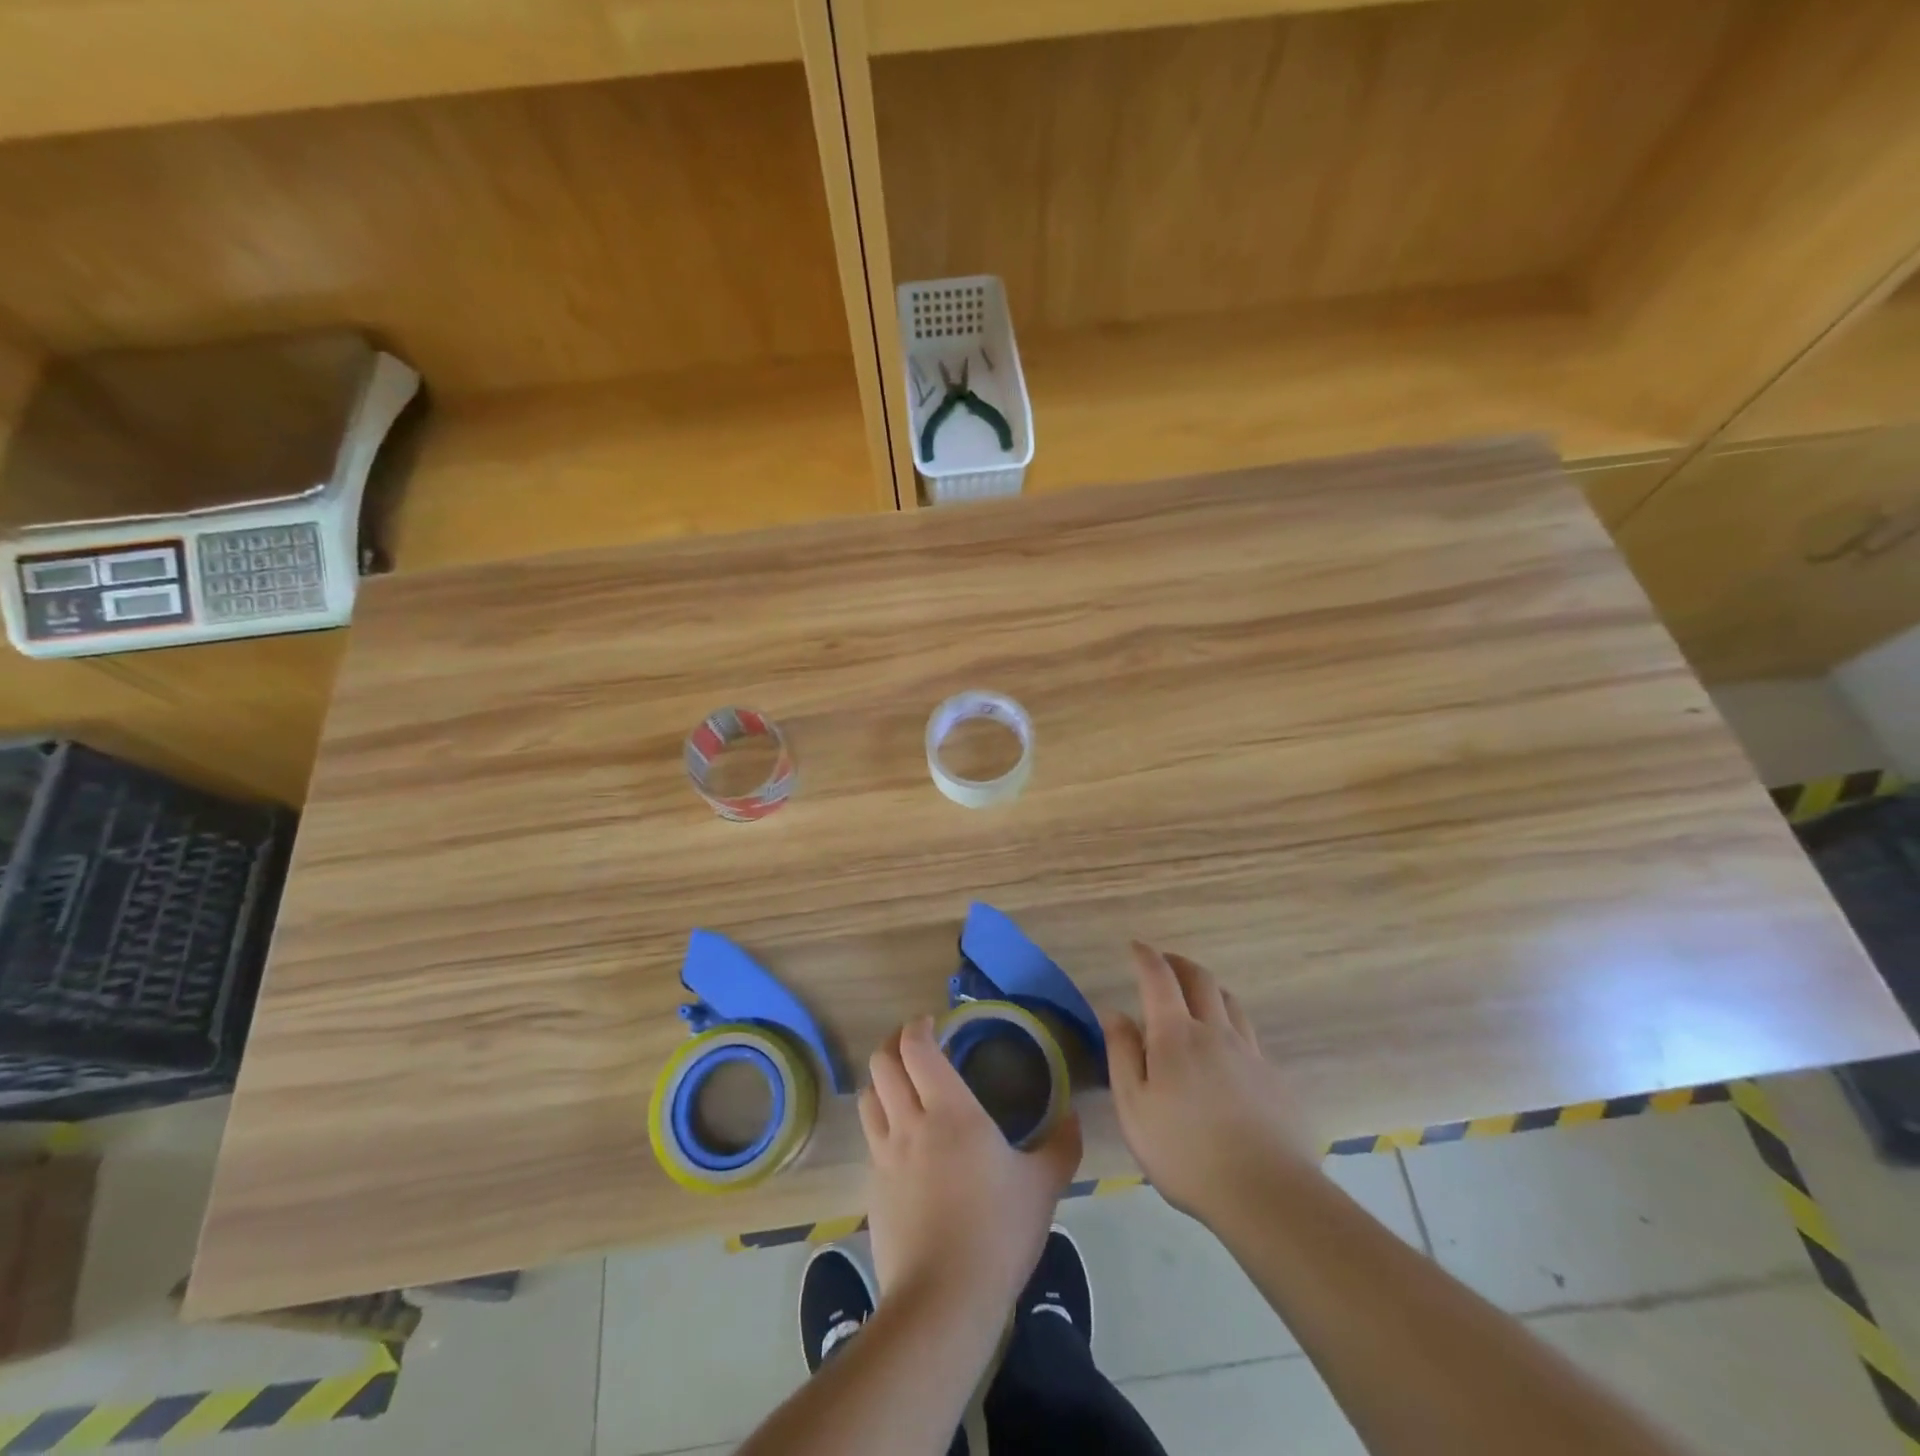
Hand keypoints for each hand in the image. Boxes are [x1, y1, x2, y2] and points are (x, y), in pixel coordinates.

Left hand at [859, 1015, 1082, 1313]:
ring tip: (904, 1086)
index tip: (933, 1023)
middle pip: (882, 1063)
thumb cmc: (998, 1231)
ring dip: (882, 1081)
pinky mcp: (872, 1188)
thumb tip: (1072, 1115)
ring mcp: (884, 1156)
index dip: (918, 1027)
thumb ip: (1061, 1145)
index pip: (917, 1048)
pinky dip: (881, 1123)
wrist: (943, 1300)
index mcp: (950, 1111)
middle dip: (894, 1045)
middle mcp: (909, 1123)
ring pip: (869, 1097)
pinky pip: (870, 1138)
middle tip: (917, 1047)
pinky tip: (903, 1142)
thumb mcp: (1043, 1186)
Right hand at [1103, 942, 1318, 1223]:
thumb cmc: (1185, 1152)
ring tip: (1198, 996)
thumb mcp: (1134, 1107)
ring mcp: (1251, 1054)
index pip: (1159, 979)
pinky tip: (1227, 1049)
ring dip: (1210, 989)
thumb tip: (1113, 1012)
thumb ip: (1122, 1054)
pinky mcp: (1275, 1080)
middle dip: (1180, 963)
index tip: (1136, 947)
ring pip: (1231, 1003)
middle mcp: (1216, 1033)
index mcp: (1176, 1035)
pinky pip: (1250, 1037)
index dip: (1147, 957)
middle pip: (1202, 980)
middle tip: (1166, 962)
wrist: (1267, 1195)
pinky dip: (1231, 1025)